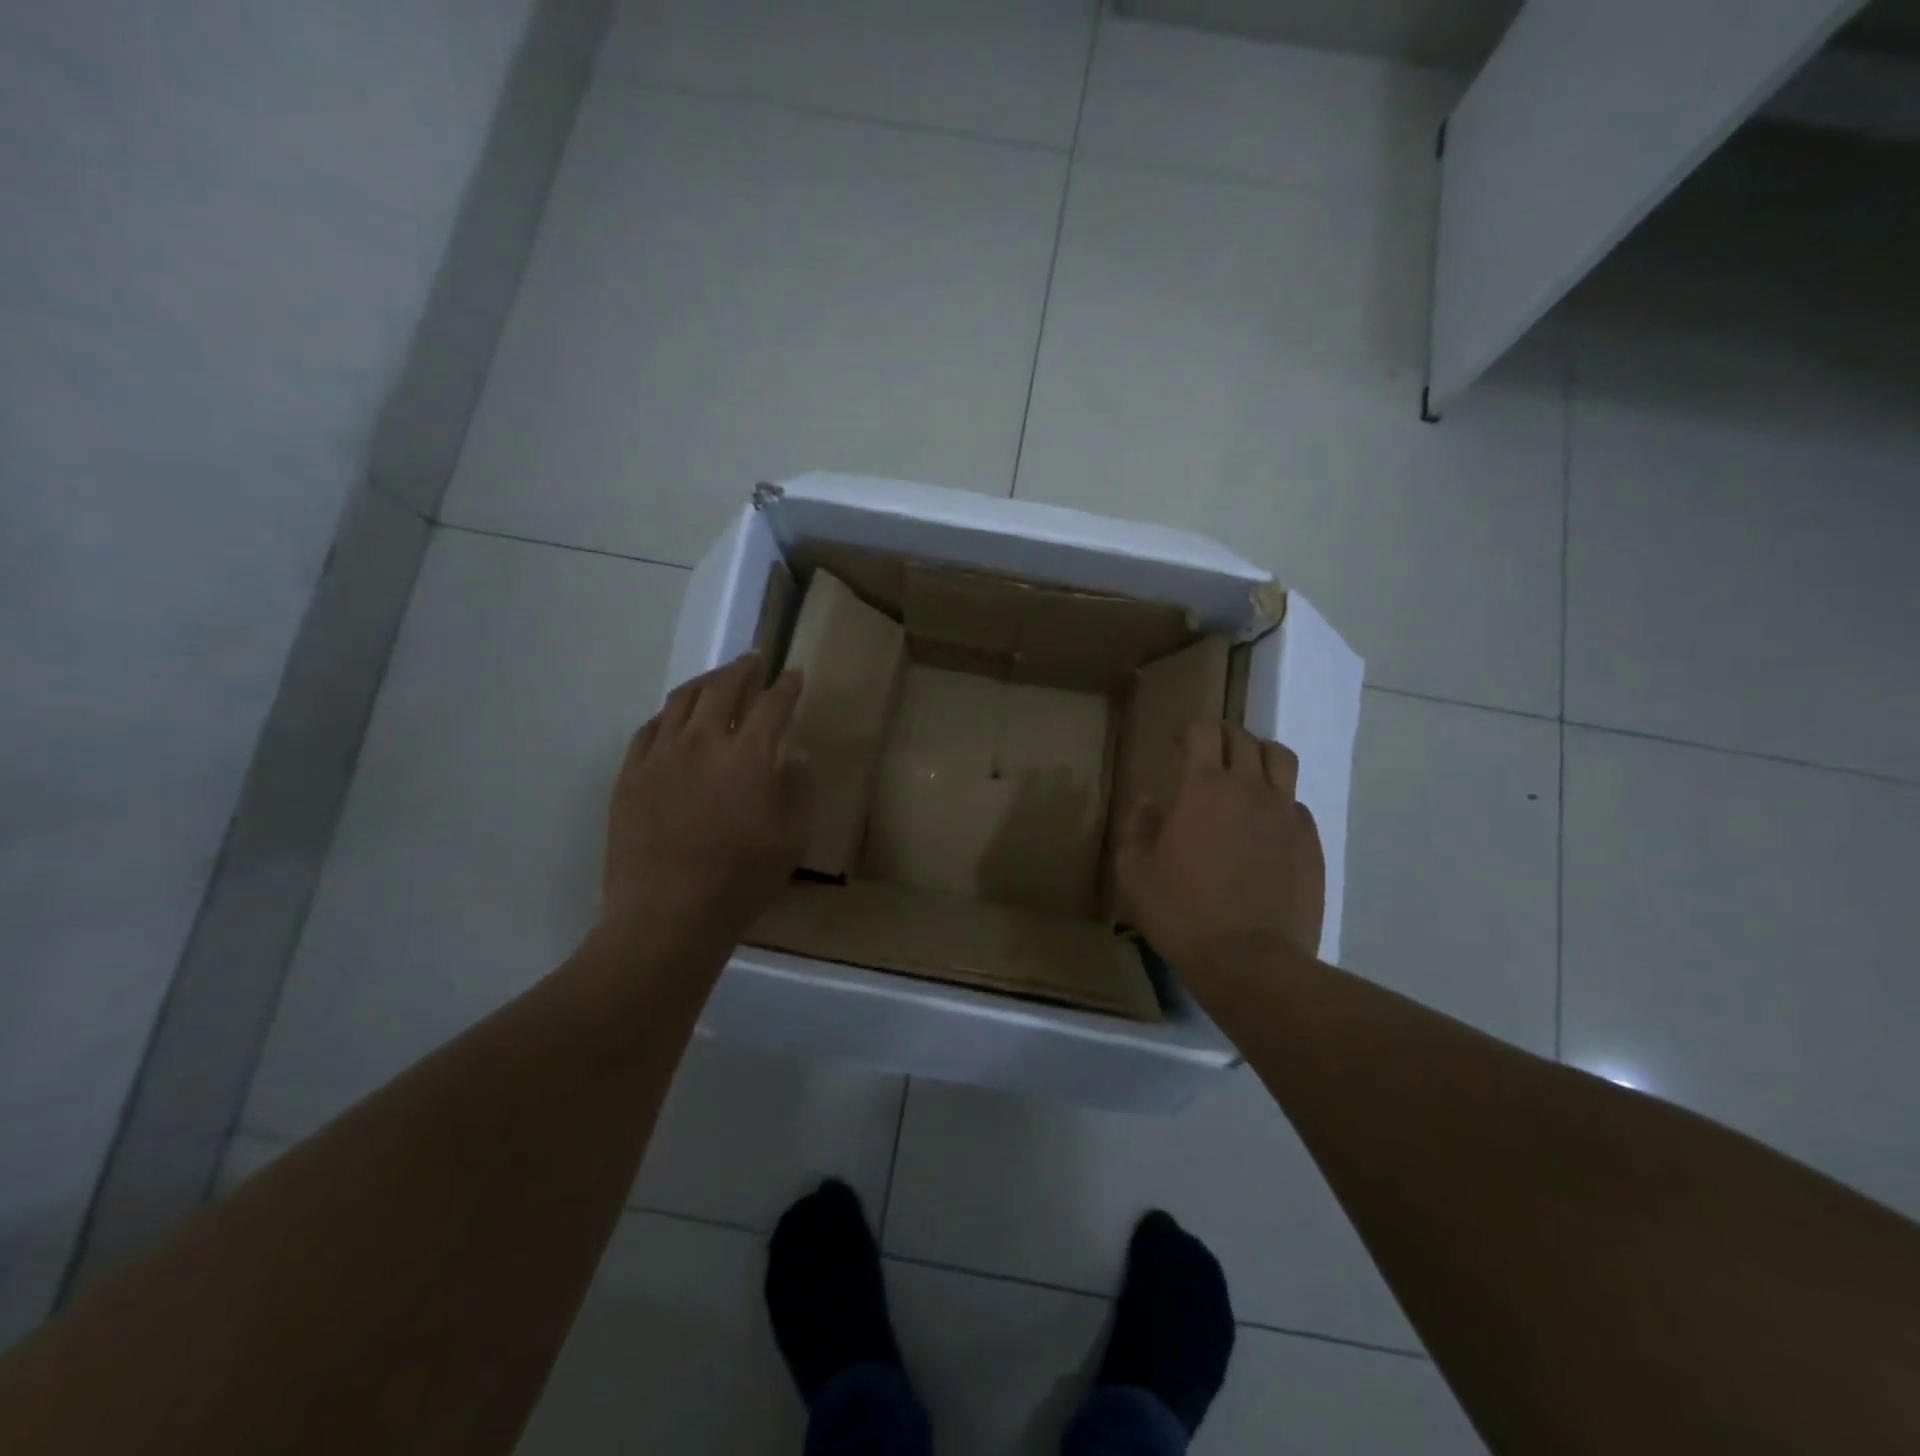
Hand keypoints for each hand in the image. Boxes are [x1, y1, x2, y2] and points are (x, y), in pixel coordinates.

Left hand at [602, 652, 810, 939]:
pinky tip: (675, 719)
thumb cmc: (740, 882)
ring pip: (682, 700)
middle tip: (754, 661)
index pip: (772, 705)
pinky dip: (669, 715)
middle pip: (723, 688)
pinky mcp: (630, 774)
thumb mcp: (792, 841)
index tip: (795, 675)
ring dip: (705, 683)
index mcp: (748, 757)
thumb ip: (800, 790)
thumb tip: (795, 755)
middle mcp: (702, 743)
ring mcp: (659, 756)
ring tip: (717, 680)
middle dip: (743, 669)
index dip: (787, 686)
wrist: (666, 915)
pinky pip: (650, 728)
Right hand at [1116, 722, 1324, 978]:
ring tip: (1246, 774)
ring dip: (1260, 756)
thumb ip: (1139, 828)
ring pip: (1281, 759)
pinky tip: (1265, 827)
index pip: (1204, 731)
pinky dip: (1280, 802)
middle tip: (1207, 755)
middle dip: (1222, 737)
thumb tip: (1151, 802)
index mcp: (1204, 788)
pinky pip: (1297, 804)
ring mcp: (1286, 814)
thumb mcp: (1135, 873)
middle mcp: (1250, 788)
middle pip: (1244, 738)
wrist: (1250, 961)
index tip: (1177, 746)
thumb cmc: (1182, 913)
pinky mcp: (1311, 842)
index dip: (1190, 731)